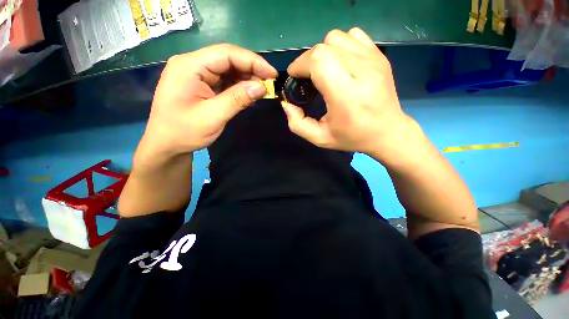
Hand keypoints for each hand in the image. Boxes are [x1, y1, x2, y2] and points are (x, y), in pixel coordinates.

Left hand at [135, 44, 277, 169]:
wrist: (166, 145)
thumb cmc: (184, 132)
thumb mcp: (213, 116)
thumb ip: (238, 99)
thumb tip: (262, 87)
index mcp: (189, 66)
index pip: (227, 53)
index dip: (253, 61)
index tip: (272, 74)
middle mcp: (192, 64)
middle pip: (228, 59)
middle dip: (251, 70)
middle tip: (269, 83)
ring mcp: (196, 74)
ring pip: (228, 69)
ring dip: (246, 79)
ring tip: (261, 91)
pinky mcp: (201, 84)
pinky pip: (224, 80)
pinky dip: (238, 87)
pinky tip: (249, 95)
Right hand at [284, 28, 419, 163]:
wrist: (387, 131)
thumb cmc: (352, 137)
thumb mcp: (320, 138)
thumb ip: (297, 124)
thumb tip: (287, 104)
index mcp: (346, 95)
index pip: (319, 60)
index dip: (301, 64)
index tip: (296, 78)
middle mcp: (362, 71)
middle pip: (325, 46)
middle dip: (308, 60)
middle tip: (307, 77)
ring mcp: (373, 59)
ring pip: (337, 37)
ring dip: (323, 52)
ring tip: (323, 70)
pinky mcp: (379, 55)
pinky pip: (353, 36)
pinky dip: (340, 46)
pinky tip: (340, 63)